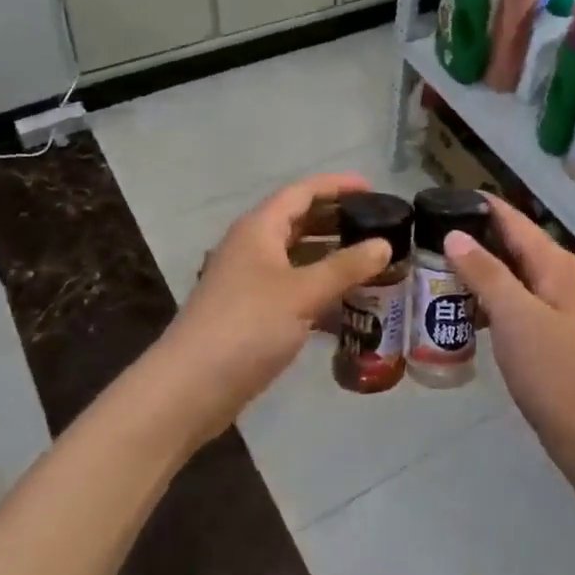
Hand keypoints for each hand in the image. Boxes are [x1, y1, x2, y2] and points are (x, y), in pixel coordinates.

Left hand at [159, 174, 391, 438]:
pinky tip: (348, 309)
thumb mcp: (303, 293)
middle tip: (377, 228)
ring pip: (297, 259)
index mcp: (259, 229)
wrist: (190, 388)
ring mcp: (249, 282)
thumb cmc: (247, 326)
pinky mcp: (251, 313)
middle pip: (299, 222)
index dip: (337, 186)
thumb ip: (346, 267)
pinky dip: (319, 292)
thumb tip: (384, 244)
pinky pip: (293, 290)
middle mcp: (252, 247)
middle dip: (337, 222)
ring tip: (371, 265)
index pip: (302, 192)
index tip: (373, 190)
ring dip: (331, 259)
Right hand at [443, 196, 574, 475]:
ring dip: (476, 271)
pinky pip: (512, 301)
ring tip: (433, 269)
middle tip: (425, 237)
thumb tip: (455, 234)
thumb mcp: (514, 314)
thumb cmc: (553, 368)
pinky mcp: (547, 331)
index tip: (438, 199)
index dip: (478, 205)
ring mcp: (554, 304)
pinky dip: (487, 299)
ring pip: (509, 274)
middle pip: (510, 243)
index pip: (512, 218)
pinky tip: (459, 308)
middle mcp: (557, 274)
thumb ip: (485, 272)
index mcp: (554, 262)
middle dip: (471, 238)